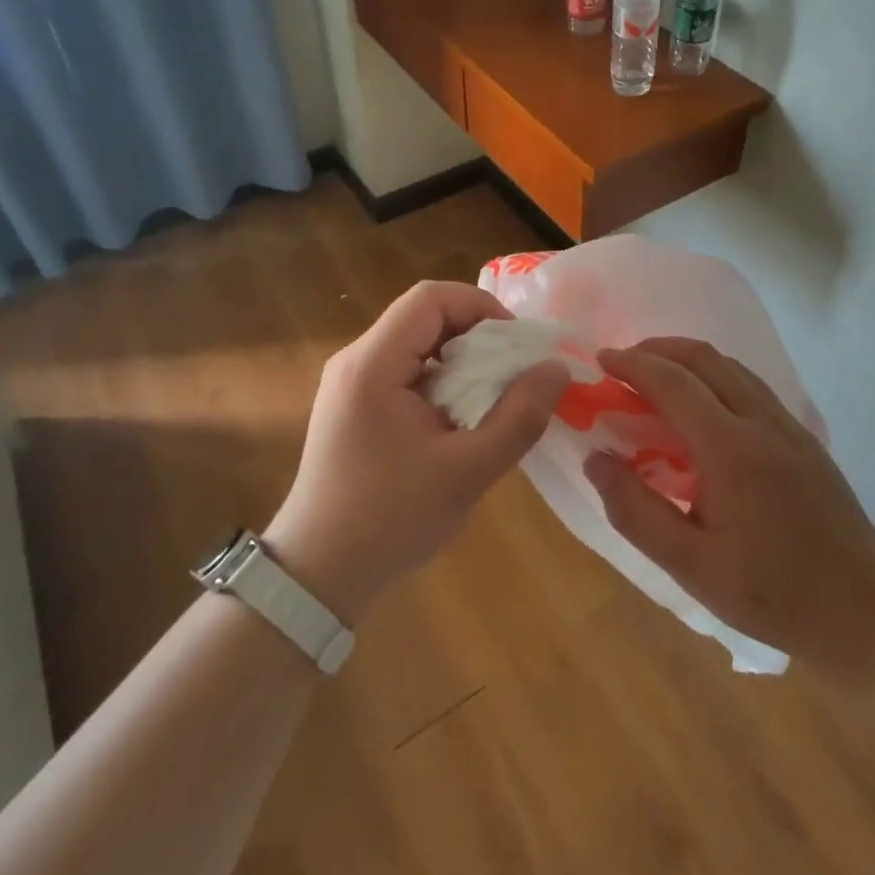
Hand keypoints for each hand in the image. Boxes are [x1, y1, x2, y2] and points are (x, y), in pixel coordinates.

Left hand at [265, 282, 567, 624]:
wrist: (318, 576)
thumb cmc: (390, 521)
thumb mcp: (467, 471)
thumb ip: (518, 417)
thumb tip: (556, 368)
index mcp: (372, 364)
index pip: (431, 298)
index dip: (482, 307)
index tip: (517, 345)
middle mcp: (355, 360)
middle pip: (424, 316)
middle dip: (477, 334)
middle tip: (514, 372)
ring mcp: (350, 382)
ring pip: (417, 343)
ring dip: (461, 360)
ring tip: (494, 396)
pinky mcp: (353, 405)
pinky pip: (405, 370)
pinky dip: (441, 380)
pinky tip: (461, 418)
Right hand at [585, 337, 874, 664]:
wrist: (866, 610)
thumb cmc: (772, 593)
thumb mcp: (690, 565)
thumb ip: (635, 510)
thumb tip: (595, 459)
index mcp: (730, 449)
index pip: (673, 383)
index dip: (633, 364)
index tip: (602, 361)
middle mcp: (761, 421)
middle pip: (704, 358)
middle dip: (657, 349)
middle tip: (623, 363)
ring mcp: (787, 424)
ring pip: (730, 366)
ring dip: (687, 359)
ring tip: (655, 377)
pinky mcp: (802, 436)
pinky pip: (750, 384)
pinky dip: (714, 376)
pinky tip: (702, 406)